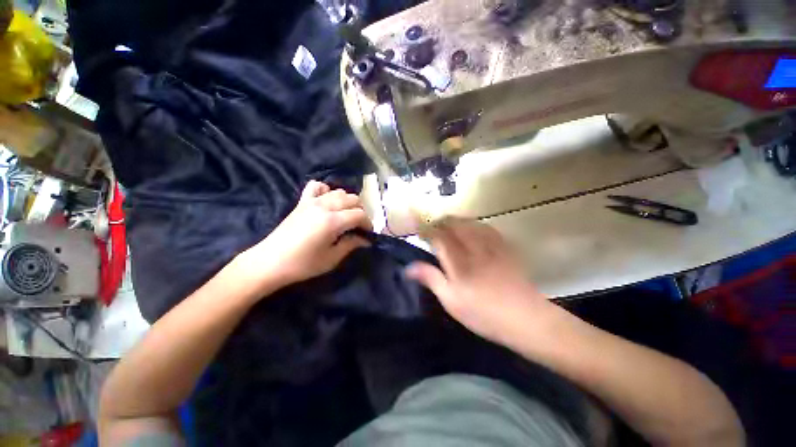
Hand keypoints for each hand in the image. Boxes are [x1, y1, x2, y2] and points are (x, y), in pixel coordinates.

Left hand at [240, 181, 371, 290]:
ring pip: (338, 191)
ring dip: (347, 201)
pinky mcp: (302, 202)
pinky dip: (326, 190)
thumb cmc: (303, 264)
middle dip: (360, 211)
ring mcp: (312, 202)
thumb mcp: (332, 258)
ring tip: (346, 215)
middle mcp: (324, 206)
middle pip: (352, 199)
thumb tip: (366, 240)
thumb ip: (351, 245)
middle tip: (359, 225)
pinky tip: (327, 200)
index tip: (368, 233)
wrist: (269, 262)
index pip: (359, 214)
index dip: (368, 223)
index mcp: (333, 221)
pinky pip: (316, 186)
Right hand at [405, 218, 552, 345]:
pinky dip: (474, 224)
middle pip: (454, 224)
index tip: (419, 231)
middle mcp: (474, 247)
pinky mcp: (504, 247)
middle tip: (432, 229)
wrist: (526, 319)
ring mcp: (491, 245)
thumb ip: (431, 279)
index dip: (427, 231)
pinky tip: (473, 229)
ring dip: (456, 221)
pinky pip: (487, 228)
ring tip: (448, 226)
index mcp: (459, 261)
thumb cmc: (484, 314)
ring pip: (470, 222)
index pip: (439, 237)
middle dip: (440, 223)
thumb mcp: (452, 301)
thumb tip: (409, 267)